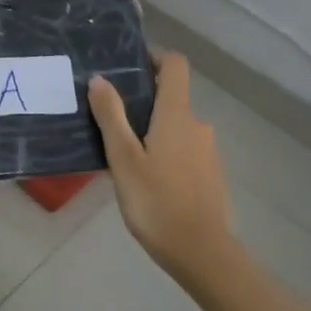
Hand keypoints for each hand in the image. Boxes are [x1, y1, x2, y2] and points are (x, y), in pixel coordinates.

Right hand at [89, 52, 235, 283]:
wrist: (201, 252)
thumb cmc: (156, 201)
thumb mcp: (123, 158)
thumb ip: (111, 116)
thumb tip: (100, 79)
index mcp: (177, 115)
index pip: (175, 65)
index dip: (154, 57)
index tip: (129, 66)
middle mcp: (198, 125)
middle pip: (172, 98)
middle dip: (143, 103)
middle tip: (110, 122)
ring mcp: (208, 151)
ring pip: (176, 128)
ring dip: (152, 132)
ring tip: (123, 156)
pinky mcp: (210, 175)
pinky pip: (184, 151)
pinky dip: (165, 154)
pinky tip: (146, 181)